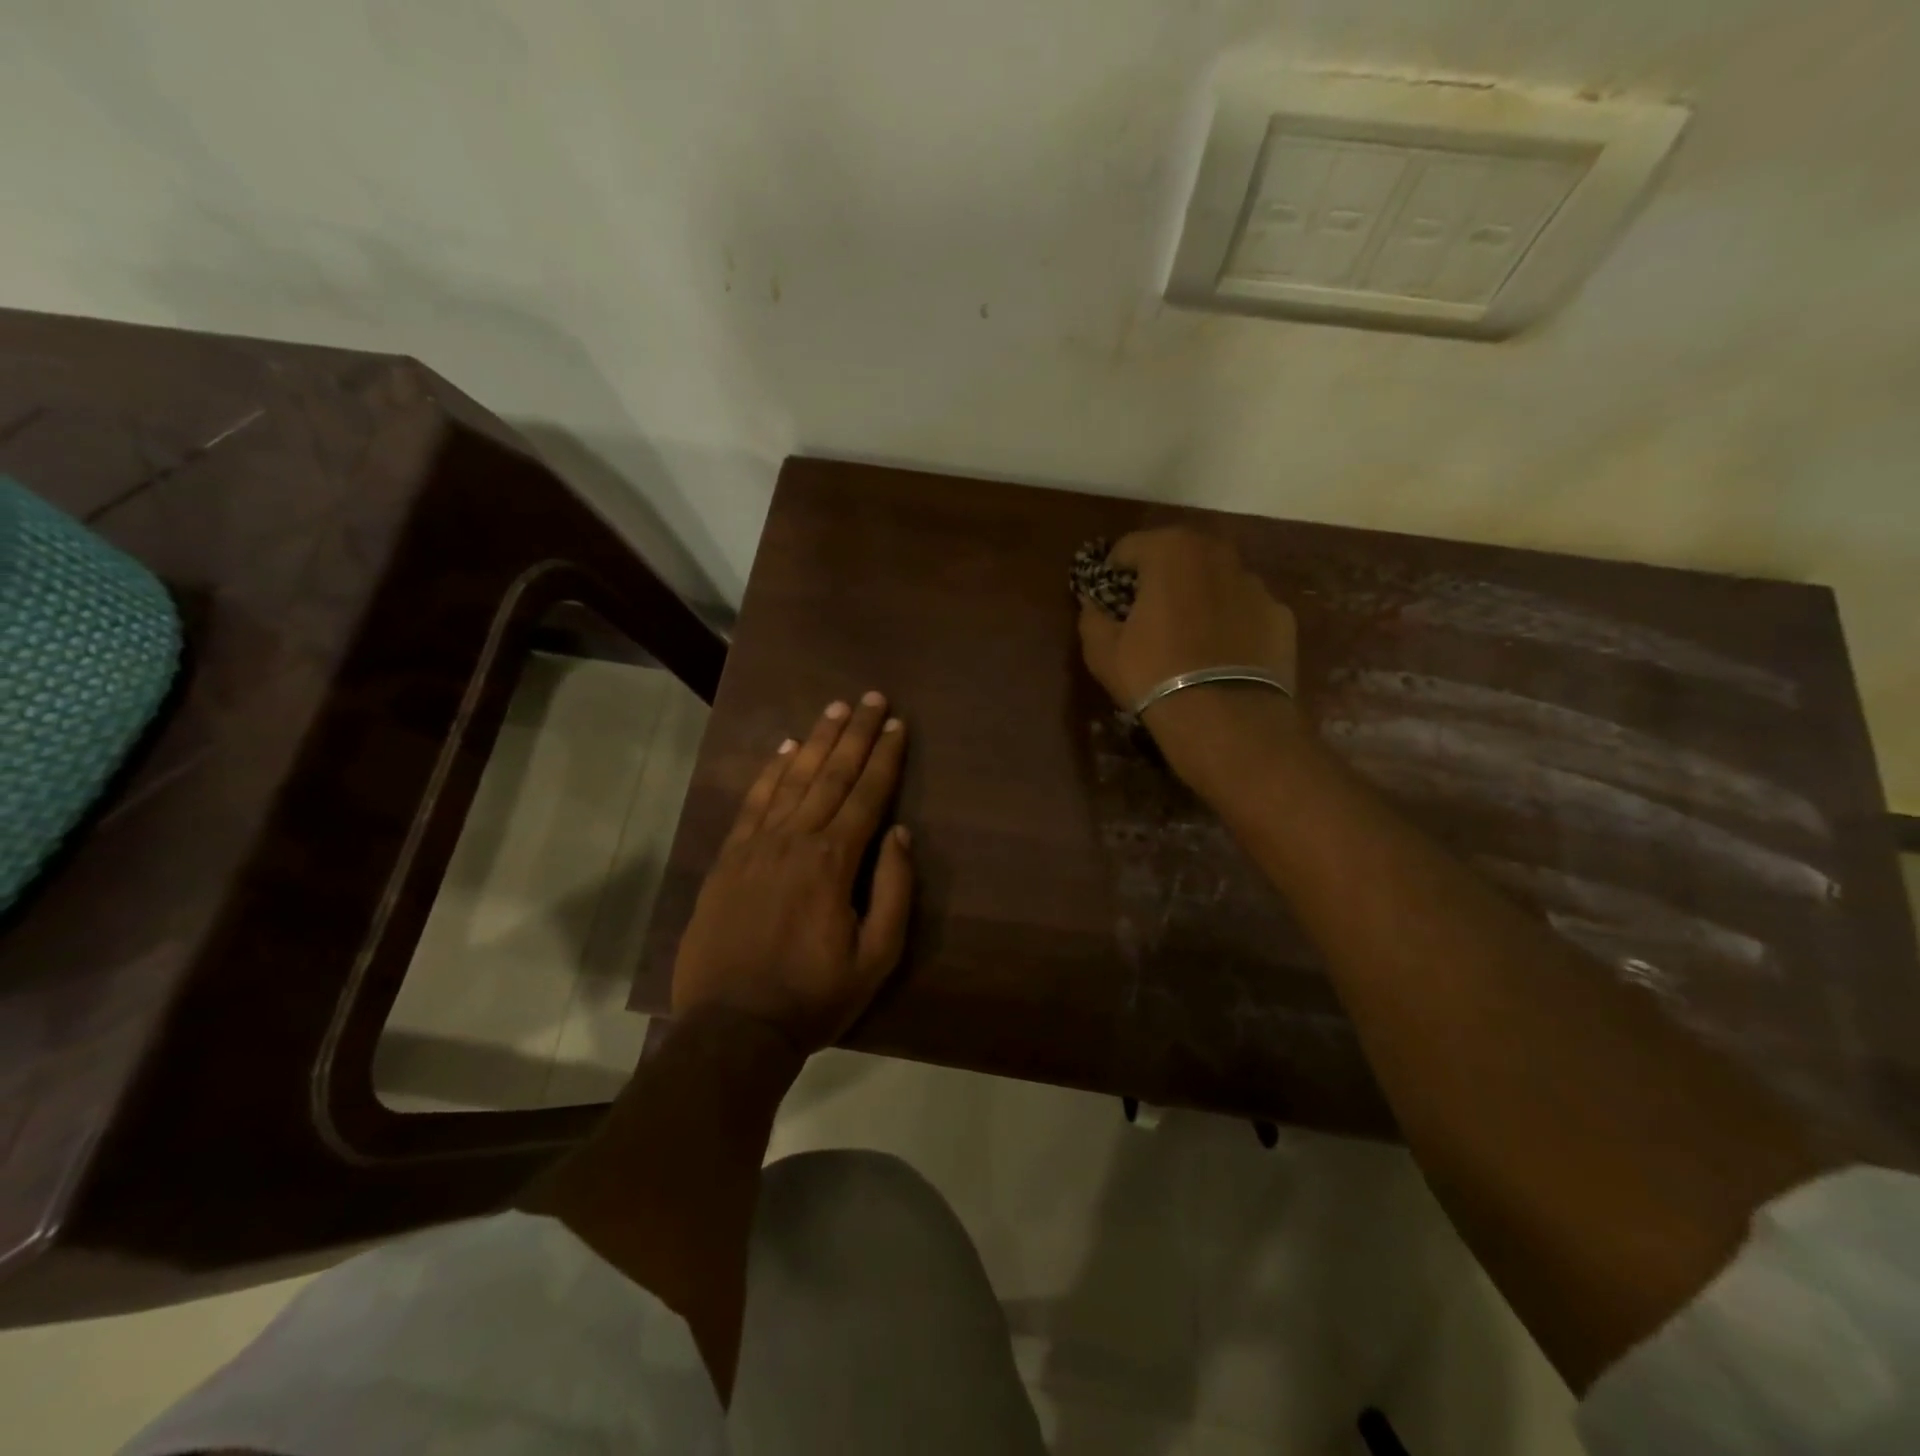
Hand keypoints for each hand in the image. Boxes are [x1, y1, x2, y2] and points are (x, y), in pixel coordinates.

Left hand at [671, 693, 913, 1054]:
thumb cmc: (814, 996)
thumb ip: (893, 891)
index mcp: (834, 861)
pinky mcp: (728, 859)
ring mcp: (756, 846)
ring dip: (815, 741)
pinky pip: (752, 803)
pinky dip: (770, 772)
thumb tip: (899, 834)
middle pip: (830, 774)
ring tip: (833, 709)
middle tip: (870, 697)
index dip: (884, 757)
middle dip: (854, 733)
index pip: (867, 795)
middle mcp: (795, 839)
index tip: (896, 724)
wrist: (733, 1026)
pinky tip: (784, 750)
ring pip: (792, 779)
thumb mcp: (876, 957)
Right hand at [1076, 527, 1297, 705]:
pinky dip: (1232, 624)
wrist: (1227, 720)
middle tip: (1148, 616)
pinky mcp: (1282, 616)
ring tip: (1189, 639)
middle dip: (1161, 579)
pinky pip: (1245, 611)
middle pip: (1178, 556)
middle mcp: (1218, 554)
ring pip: (1216, 581)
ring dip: (1199, 598)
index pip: (1128, 548)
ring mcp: (1256, 584)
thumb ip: (1092, 616)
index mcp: (1171, 551)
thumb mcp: (1102, 650)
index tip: (1108, 602)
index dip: (1113, 574)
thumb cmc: (1154, 675)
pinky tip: (1222, 657)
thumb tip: (1092, 604)